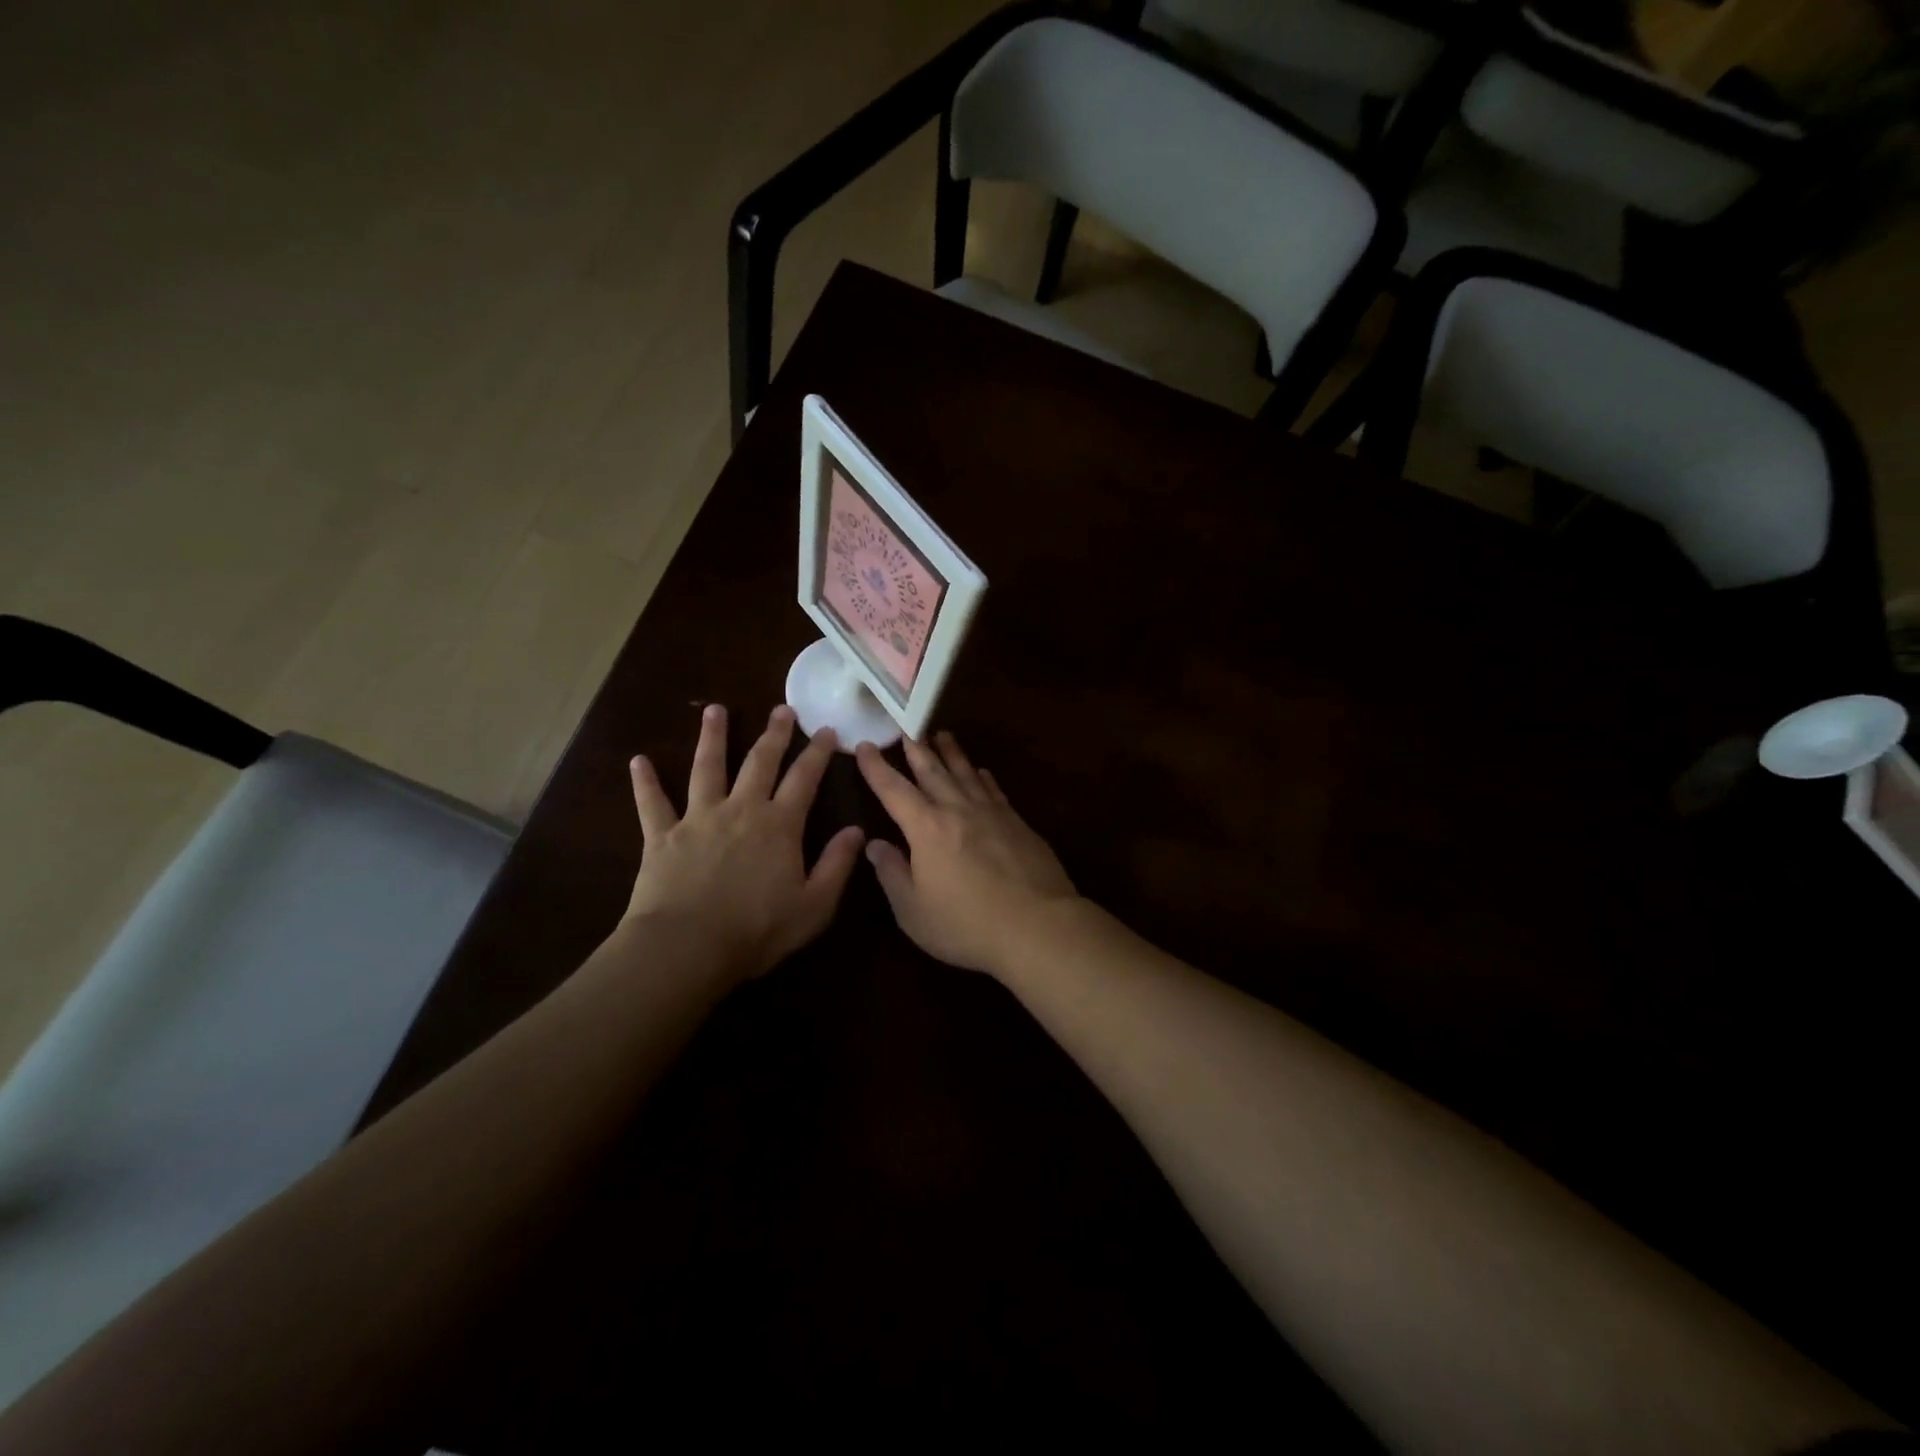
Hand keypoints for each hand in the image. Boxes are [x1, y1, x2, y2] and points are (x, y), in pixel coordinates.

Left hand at [626, 704, 864, 981]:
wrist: (688, 947)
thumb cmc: (757, 930)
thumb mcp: (814, 906)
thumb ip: (837, 865)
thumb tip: (856, 830)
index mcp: (779, 825)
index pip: (804, 779)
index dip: (817, 752)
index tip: (825, 729)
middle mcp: (741, 810)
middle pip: (759, 762)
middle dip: (773, 734)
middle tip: (781, 708)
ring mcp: (699, 818)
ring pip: (706, 768)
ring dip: (712, 738)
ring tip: (715, 710)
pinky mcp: (662, 836)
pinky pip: (652, 803)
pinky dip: (645, 782)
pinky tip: (638, 761)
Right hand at [855, 733, 1077, 976]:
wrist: (1038, 926)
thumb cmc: (966, 924)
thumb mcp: (913, 910)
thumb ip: (892, 874)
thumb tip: (874, 844)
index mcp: (927, 828)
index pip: (894, 790)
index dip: (876, 768)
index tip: (865, 746)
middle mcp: (958, 810)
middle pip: (933, 772)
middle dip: (916, 750)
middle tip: (907, 729)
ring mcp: (992, 813)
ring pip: (966, 773)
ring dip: (952, 753)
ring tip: (942, 735)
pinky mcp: (1019, 824)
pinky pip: (994, 790)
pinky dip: (983, 777)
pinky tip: (982, 772)